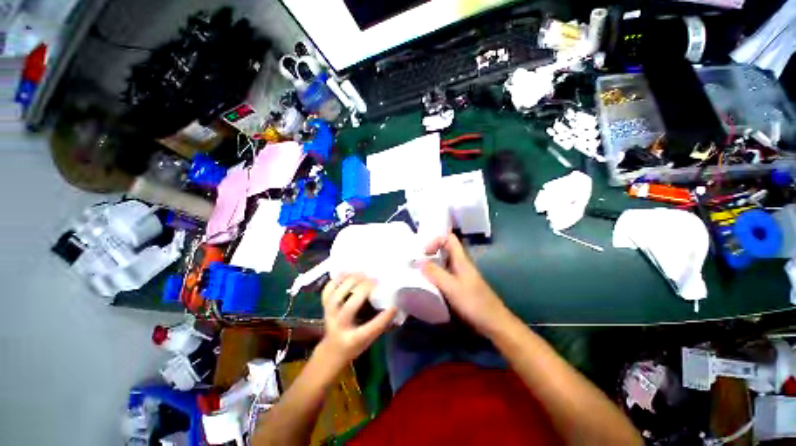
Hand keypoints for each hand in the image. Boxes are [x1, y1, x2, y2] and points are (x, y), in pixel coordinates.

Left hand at [319, 274, 397, 366]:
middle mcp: (340, 327)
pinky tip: (346, 272)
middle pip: (349, 308)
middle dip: (362, 292)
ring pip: (336, 297)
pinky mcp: (324, 308)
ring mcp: (329, 316)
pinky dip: (335, 280)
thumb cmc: (355, 345)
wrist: (333, 349)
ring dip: (349, 282)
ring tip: (362, 273)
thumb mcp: (370, 340)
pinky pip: (327, 291)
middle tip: (375, 280)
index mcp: (355, 339)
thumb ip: (380, 325)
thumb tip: (395, 307)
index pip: (370, 329)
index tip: (394, 306)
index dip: (383, 318)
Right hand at [421, 234, 512, 337]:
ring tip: (416, 276)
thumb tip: (419, 261)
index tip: (422, 253)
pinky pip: (445, 281)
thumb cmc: (474, 303)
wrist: (492, 322)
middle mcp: (462, 267)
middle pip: (445, 252)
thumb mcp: (452, 287)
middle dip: (430, 255)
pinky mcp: (461, 292)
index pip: (449, 239)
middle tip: (413, 264)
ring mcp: (462, 280)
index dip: (435, 240)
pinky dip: (435, 282)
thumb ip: (436, 273)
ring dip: (431, 269)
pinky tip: (427, 291)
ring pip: (444, 267)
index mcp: (462, 261)